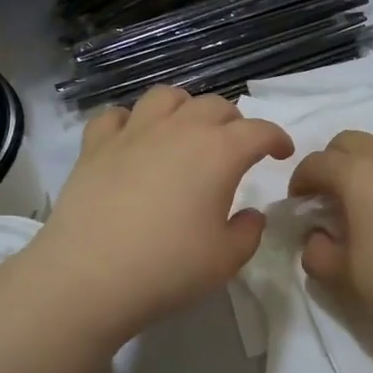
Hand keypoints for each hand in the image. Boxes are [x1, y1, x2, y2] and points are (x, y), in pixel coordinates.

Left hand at [31, 86, 292, 340]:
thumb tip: (249, 214)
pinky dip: (130, 122)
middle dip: (234, 122)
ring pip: (166, 97)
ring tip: (185, 132)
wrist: (90, 276)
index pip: (259, 130)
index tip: (281, 153)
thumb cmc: (168, 268)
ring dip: (185, 108)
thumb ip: (248, 231)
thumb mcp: (227, 259)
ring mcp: (133, 133)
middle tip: (236, 148)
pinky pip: (115, 116)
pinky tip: (132, 141)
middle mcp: (179, 130)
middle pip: (215, 106)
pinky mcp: (95, 146)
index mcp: (219, 153)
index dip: (277, 138)